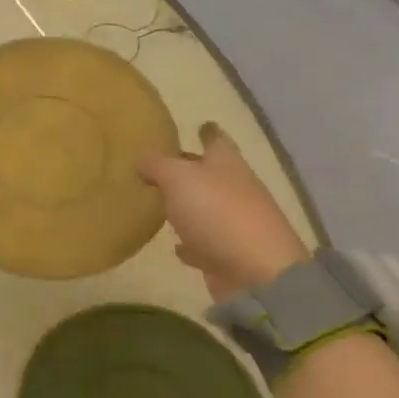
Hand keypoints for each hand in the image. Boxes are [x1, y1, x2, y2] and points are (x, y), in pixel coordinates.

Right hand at [137, 122, 309, 297]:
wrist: (257, 273)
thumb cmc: (217, 211)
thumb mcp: (177, 178)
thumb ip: (156, 165)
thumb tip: (141, 161)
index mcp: (227, 164)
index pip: (218, 140)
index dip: (208, 132)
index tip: (201, 124)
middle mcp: (235, 190)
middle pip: (212, 173)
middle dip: (192, 167)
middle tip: (164, 164)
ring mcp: (235, 224)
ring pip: (207, 208)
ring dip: (189, 206)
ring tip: (163, 202)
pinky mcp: (228, 255)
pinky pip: (205, 244)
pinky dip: (192, 243)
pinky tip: (177, 246)